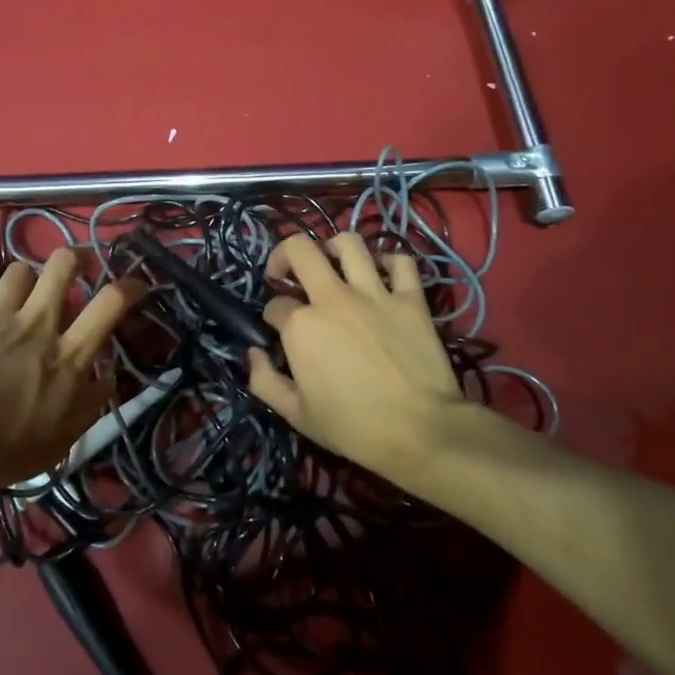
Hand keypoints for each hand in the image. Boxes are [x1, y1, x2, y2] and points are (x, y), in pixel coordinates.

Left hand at [0, 246, 143, 490]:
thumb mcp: (57, 443)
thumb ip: (87, 406)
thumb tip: (106, 377)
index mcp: (66, 355)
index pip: (110, 304)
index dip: (130, 286)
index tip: (136, 283)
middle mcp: (36, 324)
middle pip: (63, 265)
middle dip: (74, 258)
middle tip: (74, 267)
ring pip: (18, 270)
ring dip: (22, 280)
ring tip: (18, 294)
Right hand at [246, 232, 475, 482]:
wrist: (421, 432)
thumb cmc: (353, 427)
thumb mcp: (295, 415)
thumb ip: (264, 381)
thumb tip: (253, 353)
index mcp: (301, 326)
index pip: (275, 305)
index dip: (272, 317)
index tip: (279, 332)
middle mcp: (332, 298)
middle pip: (299, 249)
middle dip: (284, 255)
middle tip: (286, 273)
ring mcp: (374, 294)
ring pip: (348, 243)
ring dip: (333, 248)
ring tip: (331, 264)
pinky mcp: (410, 300)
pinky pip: (400, 262)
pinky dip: (389, 262)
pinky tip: (381, 276)